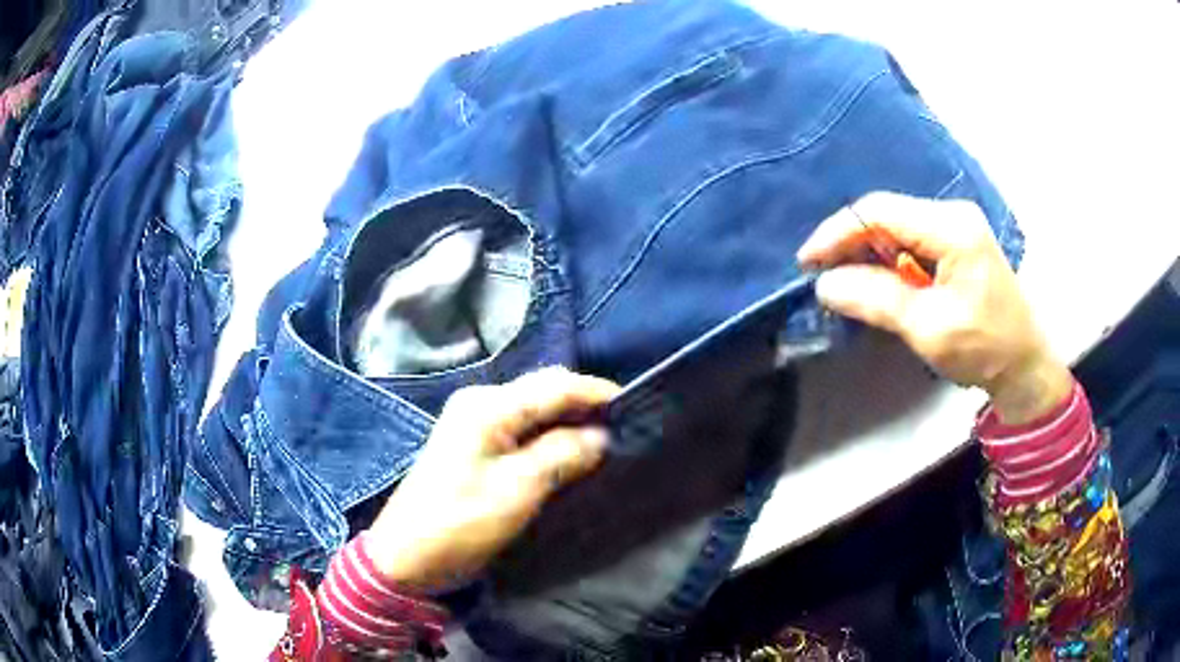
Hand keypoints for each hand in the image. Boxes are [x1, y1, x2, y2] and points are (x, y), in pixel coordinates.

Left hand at [366, 367, 619, 590]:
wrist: (406, 557)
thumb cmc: (461, 523)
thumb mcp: (518, 489)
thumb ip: (563, 454)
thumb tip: (602, 436)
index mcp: (488, 406)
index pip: (556, 385)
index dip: (598, 393)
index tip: (637, 408)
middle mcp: (480, 402)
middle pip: (544, 392)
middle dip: (585, 406)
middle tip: (625, 428)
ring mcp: (473, 423)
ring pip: (534, 411)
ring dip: (569, 423)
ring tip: (606, 441)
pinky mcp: (472, 445)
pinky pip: (521, 429)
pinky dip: (549, 437)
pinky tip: (569, 453)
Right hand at [797, 192, 1071, 424]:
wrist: (1024, 365)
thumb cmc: (983, 348)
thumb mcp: (929, 328)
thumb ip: (877, 300)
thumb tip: (825, 284)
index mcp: (951, 227)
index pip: (880, 212)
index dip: (838, 232)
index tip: (808, 262)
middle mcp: (952, 214)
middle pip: (887, 215)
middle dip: (851, 243)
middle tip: (824, 277)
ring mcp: (956, 226)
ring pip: (896, 227)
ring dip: (868, 254)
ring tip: (846, 282)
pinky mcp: (957, 242)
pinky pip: (911, 240)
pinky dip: (888, 261)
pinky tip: (878, 282)